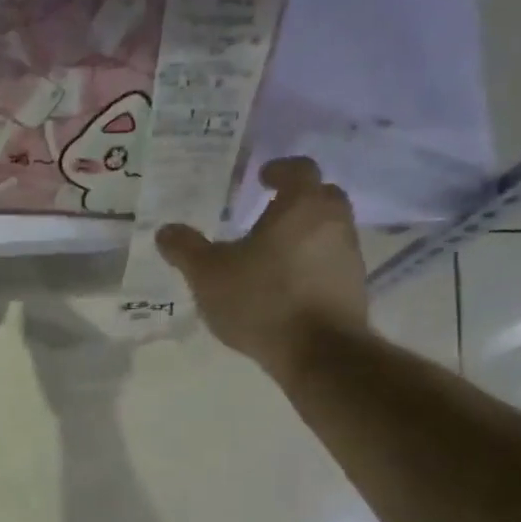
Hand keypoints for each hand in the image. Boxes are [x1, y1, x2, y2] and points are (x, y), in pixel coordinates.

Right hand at [155, 156, 369, 373]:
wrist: (319, 352)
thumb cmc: (262, 301)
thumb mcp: (209, 275)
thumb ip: (186, 250)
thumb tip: (165, 231)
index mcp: (302, 205)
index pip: (298, 169)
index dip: (279, 170)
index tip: (262, 177)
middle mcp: (334, 221)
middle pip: (320, 197)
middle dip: (296, 200)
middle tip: (268, 213)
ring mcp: (349, 255)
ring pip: (327, 231)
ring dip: (304, 235)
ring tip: (273, 254)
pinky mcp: (354, 288)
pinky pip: (330, 263)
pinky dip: (312, 265)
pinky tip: (287, 286)